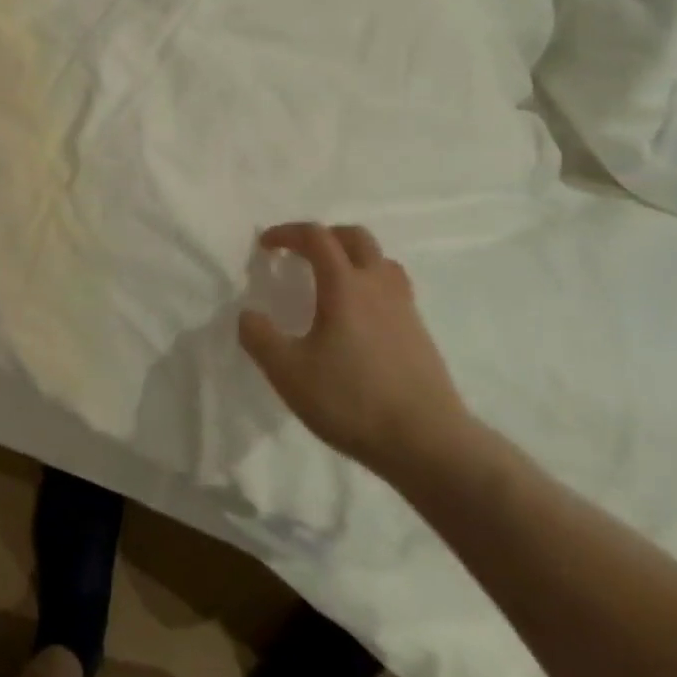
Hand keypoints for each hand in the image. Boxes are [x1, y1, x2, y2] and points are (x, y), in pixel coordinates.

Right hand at [239, 223, 478, 488]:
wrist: (429, 444)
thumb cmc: (352, 401)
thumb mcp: (288, 373)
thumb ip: (259, 338)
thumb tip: (248, 315)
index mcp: (344, 285)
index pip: (316, 237)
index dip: (287, 233)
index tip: (266, 246)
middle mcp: (377, 286)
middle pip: (356, 238)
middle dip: (325, 236)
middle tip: (302, 253)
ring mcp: (405, 309)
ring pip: (381, 262)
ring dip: (353, 258)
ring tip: (333, 281)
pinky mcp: (421, 335)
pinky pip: (394, 291)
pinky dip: (371, 287)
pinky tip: (359, 321)